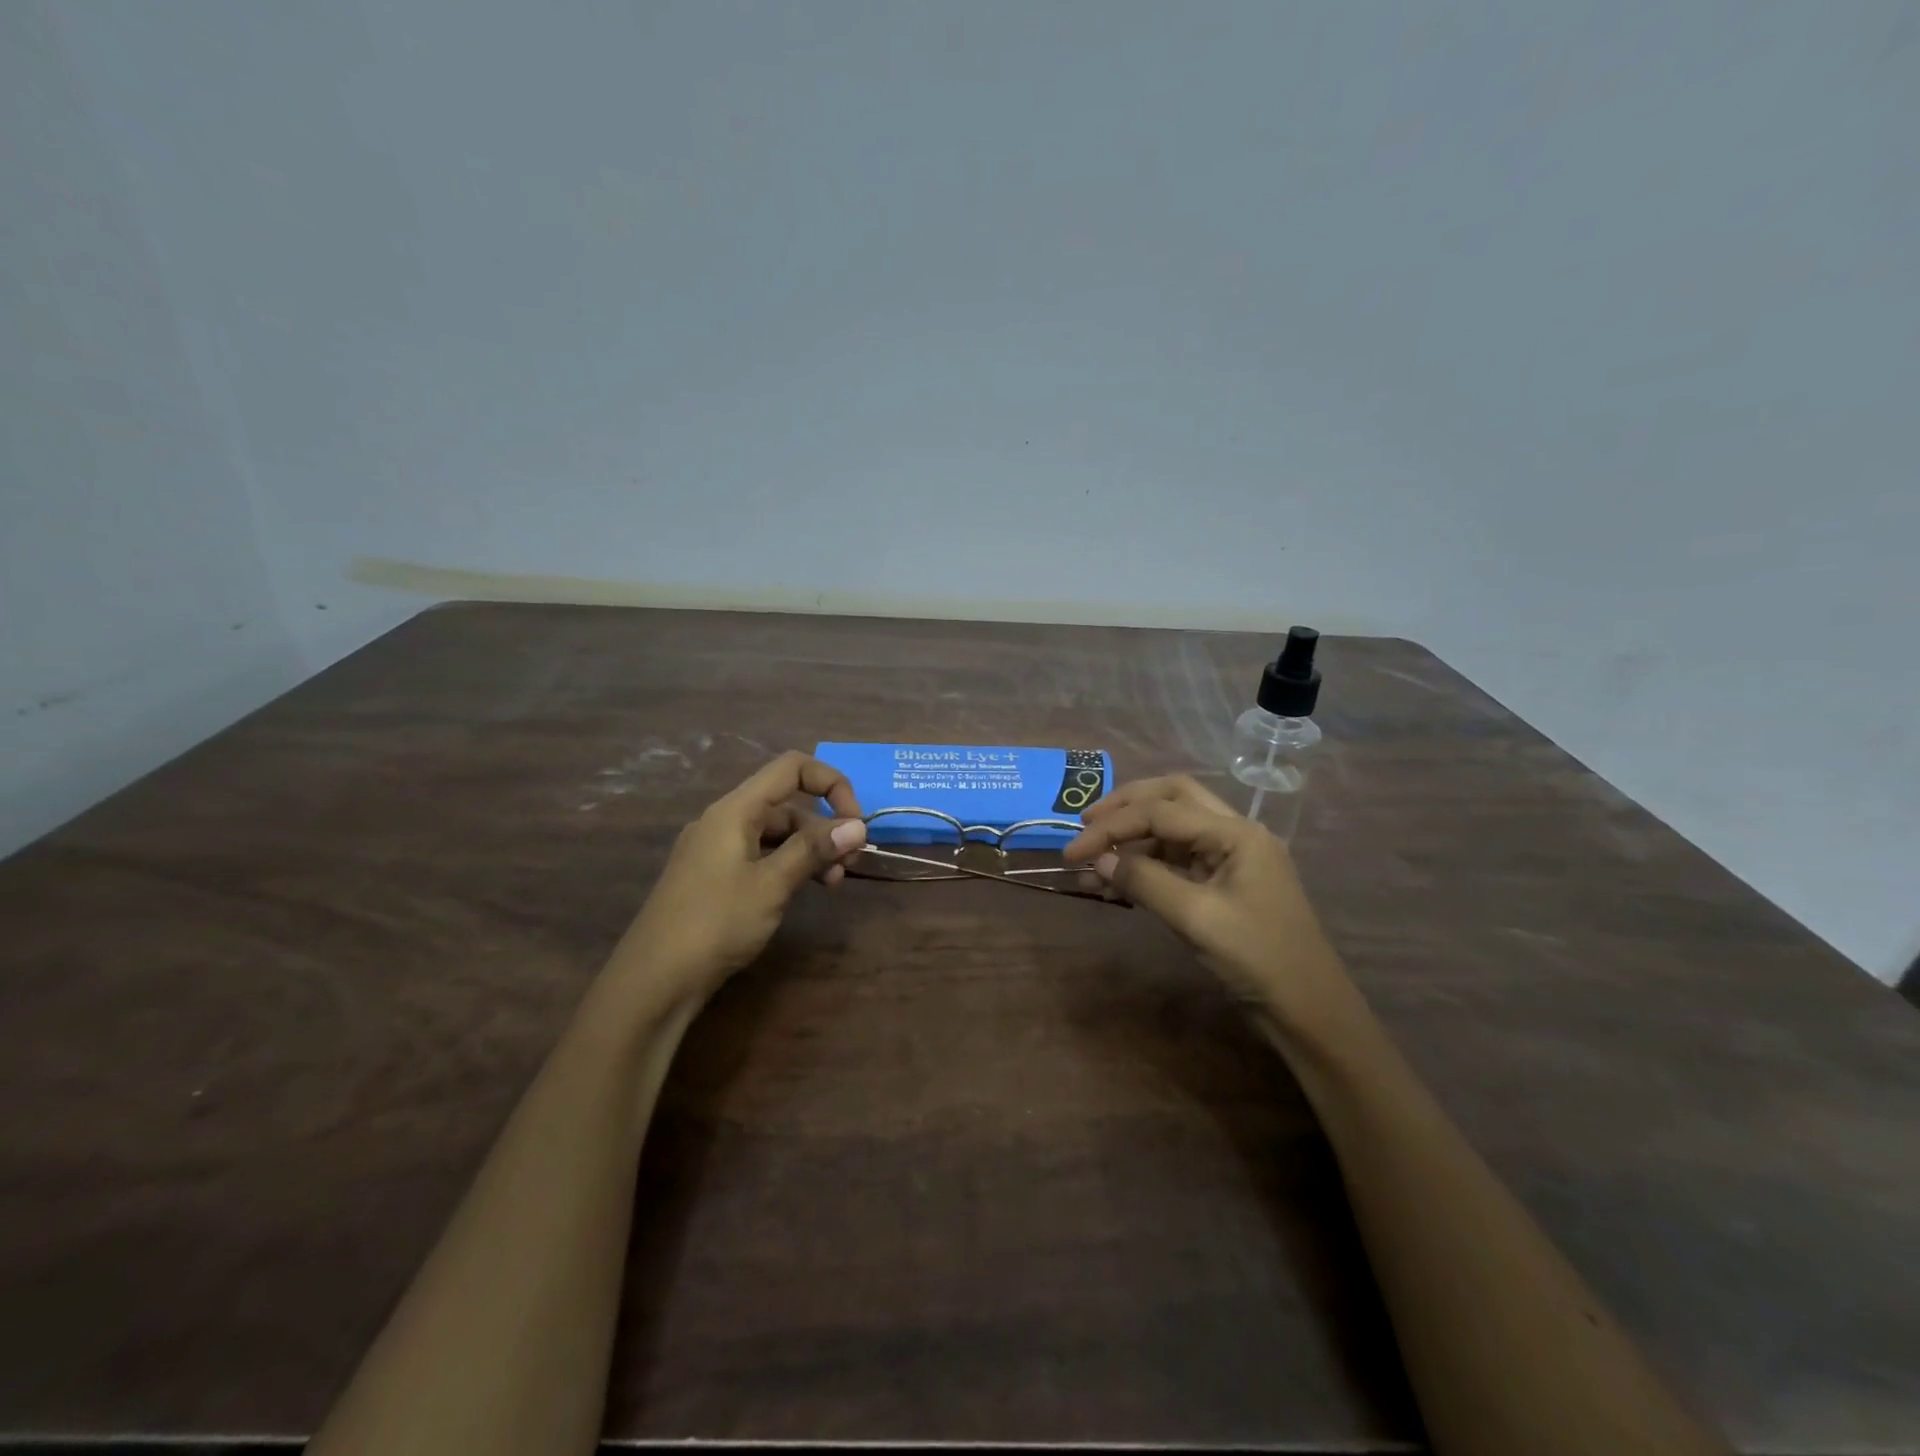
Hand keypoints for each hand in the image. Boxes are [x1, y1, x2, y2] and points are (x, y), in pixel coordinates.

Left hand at [609, 753, 866, 1010]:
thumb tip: (858, 826)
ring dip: (810, 850)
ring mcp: (716, 850)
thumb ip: (813, 849)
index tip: (855, 822)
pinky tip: (803, 891)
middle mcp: (724, 821)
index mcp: (735, 810)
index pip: (791, 768)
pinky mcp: (713, 878)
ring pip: (776, 834)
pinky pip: (760, 856)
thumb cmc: (715, 923)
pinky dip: (788, 866)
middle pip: (787, 804)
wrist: (654, 981)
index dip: (830, 783)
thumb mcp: (772, 884)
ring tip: (834, 883)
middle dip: (825, 827)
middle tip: (851, 864)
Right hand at [1064, 775, 1352, 1027]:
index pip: (1161, 812)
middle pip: (1172, 798)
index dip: (1112, 826)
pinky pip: (1179, 859)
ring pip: (1174, 828)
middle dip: (1126, 806)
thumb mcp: (1196, 918)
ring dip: (1134, 836)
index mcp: (1236, 832)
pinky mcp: (1225, 883)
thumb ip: (1144, 881)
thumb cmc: (1258, 959)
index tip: (1073, 850)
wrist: (1309, 1011)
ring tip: (1095, 859)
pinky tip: (1119, 878)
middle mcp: (1235, 833)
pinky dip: (1147, 862)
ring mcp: (1231, 858)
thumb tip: (1099, 860)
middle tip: (1086, 824)